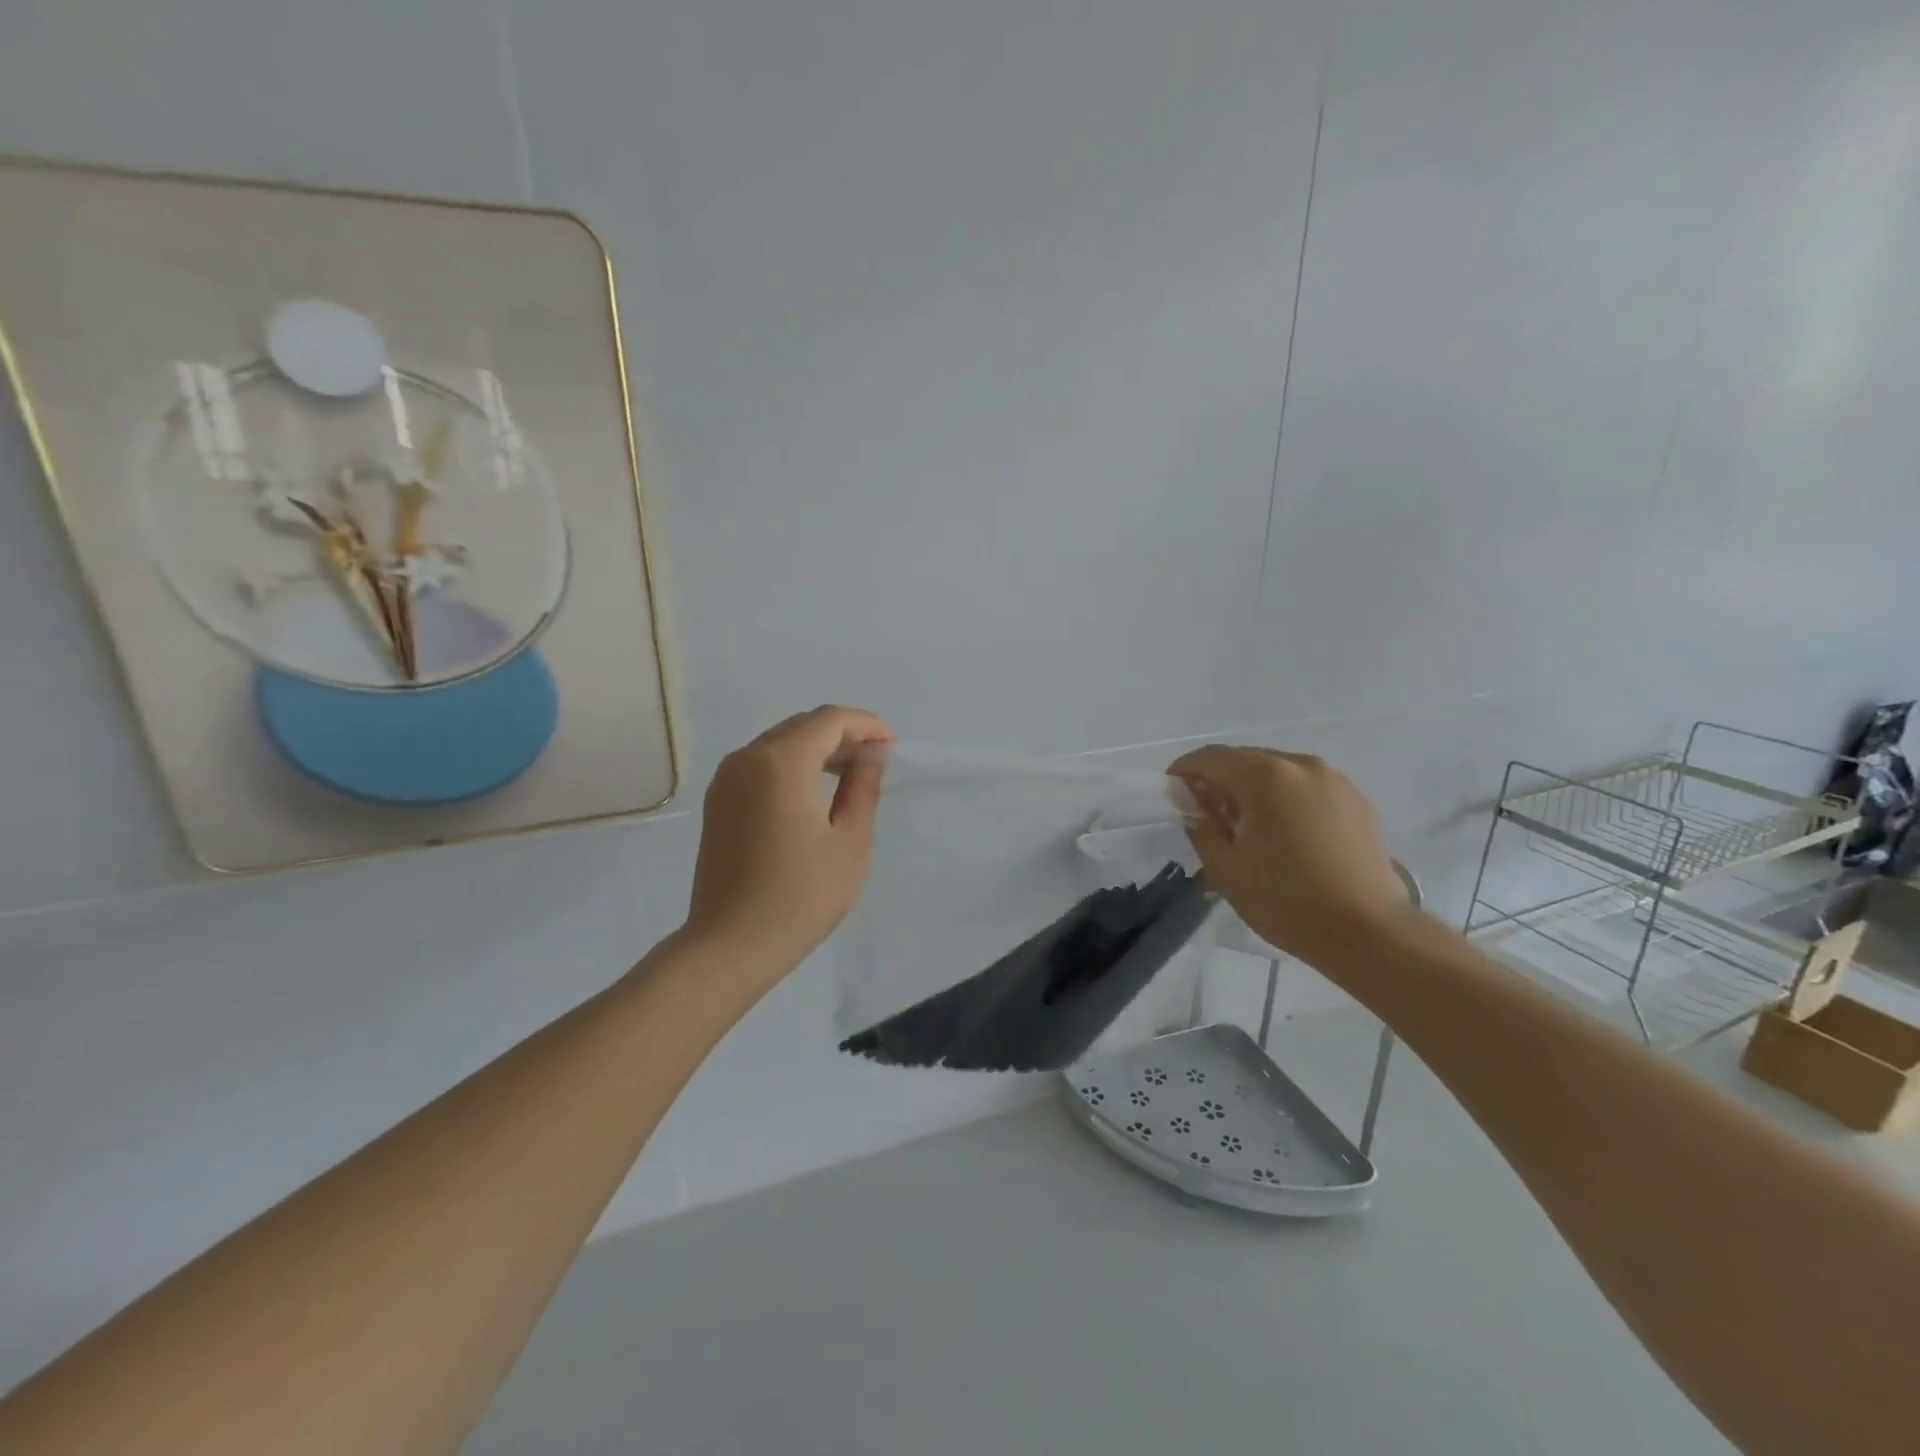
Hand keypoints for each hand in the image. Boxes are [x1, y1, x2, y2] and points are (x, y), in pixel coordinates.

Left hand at [683, 706, 893, 978]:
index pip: (829, 721)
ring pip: (779, 743)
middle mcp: (747, 758)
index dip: (865, 725)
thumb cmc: (801, 895)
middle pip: (801, 726)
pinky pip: (760, 765)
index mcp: (780, 762)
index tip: (892, 744)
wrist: (730, 945)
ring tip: (850, 776)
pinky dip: (792, 766)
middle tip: (875, 760)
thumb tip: (873, 752)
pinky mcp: (718, 802)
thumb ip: (863, 787)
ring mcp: (726, 780)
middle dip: (842, 735)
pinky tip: (813, 793)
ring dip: (816, 749)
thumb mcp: (849, 842)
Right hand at [1168, 745, 1411, 962]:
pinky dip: (1283, 799)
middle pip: (1245, 760)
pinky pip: (1305, 787)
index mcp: (1266, 776)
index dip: (1184, 771)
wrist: (1369, 932)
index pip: (1211, 758)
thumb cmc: (1287, 900)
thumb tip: (1193, 805)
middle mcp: (1301, 765)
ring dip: (1252, 789)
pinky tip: (1281, 833)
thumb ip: (1201, 827)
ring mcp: (1334, 780)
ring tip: (1243, 826)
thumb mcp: (1225, 868)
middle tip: (1204, 814)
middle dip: (1219, 780)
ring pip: (1277, 772)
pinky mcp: (1355, 800)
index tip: (1171, 793)